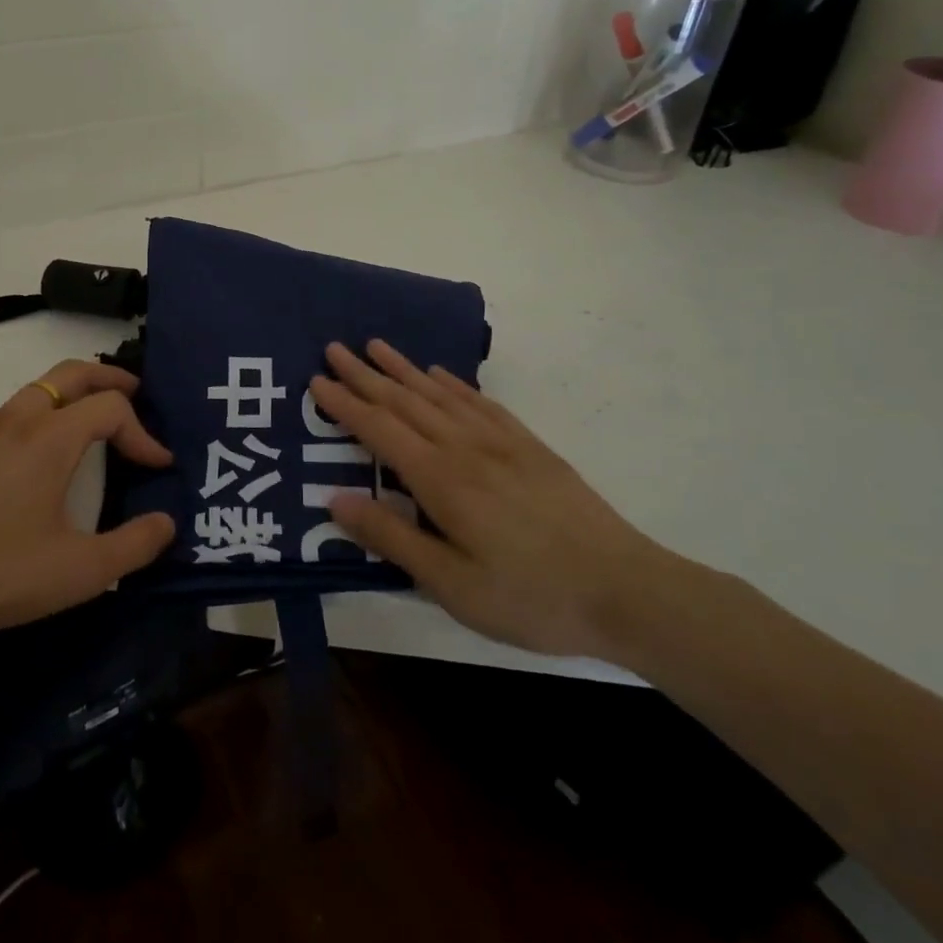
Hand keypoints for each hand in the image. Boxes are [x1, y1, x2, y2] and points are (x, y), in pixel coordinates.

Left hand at [0, 361, 176, 671]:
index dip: (143, 432)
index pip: (110, 408)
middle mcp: (17, 420)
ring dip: (73, 393)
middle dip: (109, 379)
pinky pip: (13, 412)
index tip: (158, 466)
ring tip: (94, 422)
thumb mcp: (79, 571)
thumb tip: (167, 524)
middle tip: (137, 395)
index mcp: (49, 438)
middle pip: (71, 373)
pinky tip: (42, 455)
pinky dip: (43, 413)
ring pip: (37, 389)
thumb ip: (133, 546)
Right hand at [310, 339, 683, 658]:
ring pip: (440, 394)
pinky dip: (454, 384)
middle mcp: (465, 447)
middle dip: (366, 375)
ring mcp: (501, 442)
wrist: (626, 590)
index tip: (316, 381)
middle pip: (405, 401)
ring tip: (377, 346)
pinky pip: (481, 402)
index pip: (380, 430)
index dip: (345, 404)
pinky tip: (441, 375)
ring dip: (404, 368)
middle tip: (334, 349)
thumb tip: (334, 499)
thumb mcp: (451, 585)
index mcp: (441, 479)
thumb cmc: (530, 596)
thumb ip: (391, 539)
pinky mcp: (530, 447)